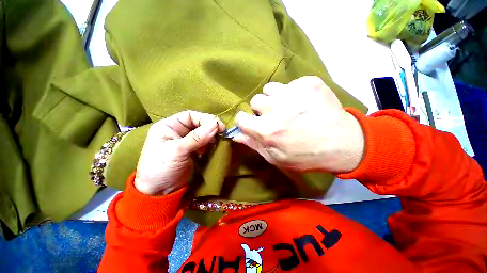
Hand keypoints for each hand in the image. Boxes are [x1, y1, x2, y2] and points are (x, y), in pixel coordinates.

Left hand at [134, 111, 224, 194]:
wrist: (159, 192)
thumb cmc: (161, 168)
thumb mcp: (177, 151)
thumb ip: (196, 137)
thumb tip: (215, 125)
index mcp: (169, 126)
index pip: (190, 116)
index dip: (205, 119)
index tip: (218, 126)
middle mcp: (178, 131)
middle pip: (198, 123)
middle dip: (210, 127)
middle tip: (220, 133)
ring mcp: (186, 141)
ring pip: (203, 133)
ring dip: (211, 135)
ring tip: (215, 142)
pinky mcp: (193, 150)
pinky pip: (205, 142)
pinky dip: (210, 143)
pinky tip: (211, 147)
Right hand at [233, 76, 363, 172]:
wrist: (343, 144)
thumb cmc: (306, 156)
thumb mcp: (276, 158)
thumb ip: (254, 145)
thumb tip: (236, 135)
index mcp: (266, 130)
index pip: (240, 118)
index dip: (245, 121)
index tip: (252, 123)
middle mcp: (275, 109)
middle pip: (255, 100)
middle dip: (262, 110)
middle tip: (275, 117)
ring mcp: (293, 92)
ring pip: (270, 88)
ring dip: (275, 98)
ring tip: (288, 107)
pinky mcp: (309, 83)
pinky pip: (290, 84)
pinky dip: (293, 93)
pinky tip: (304, 103)